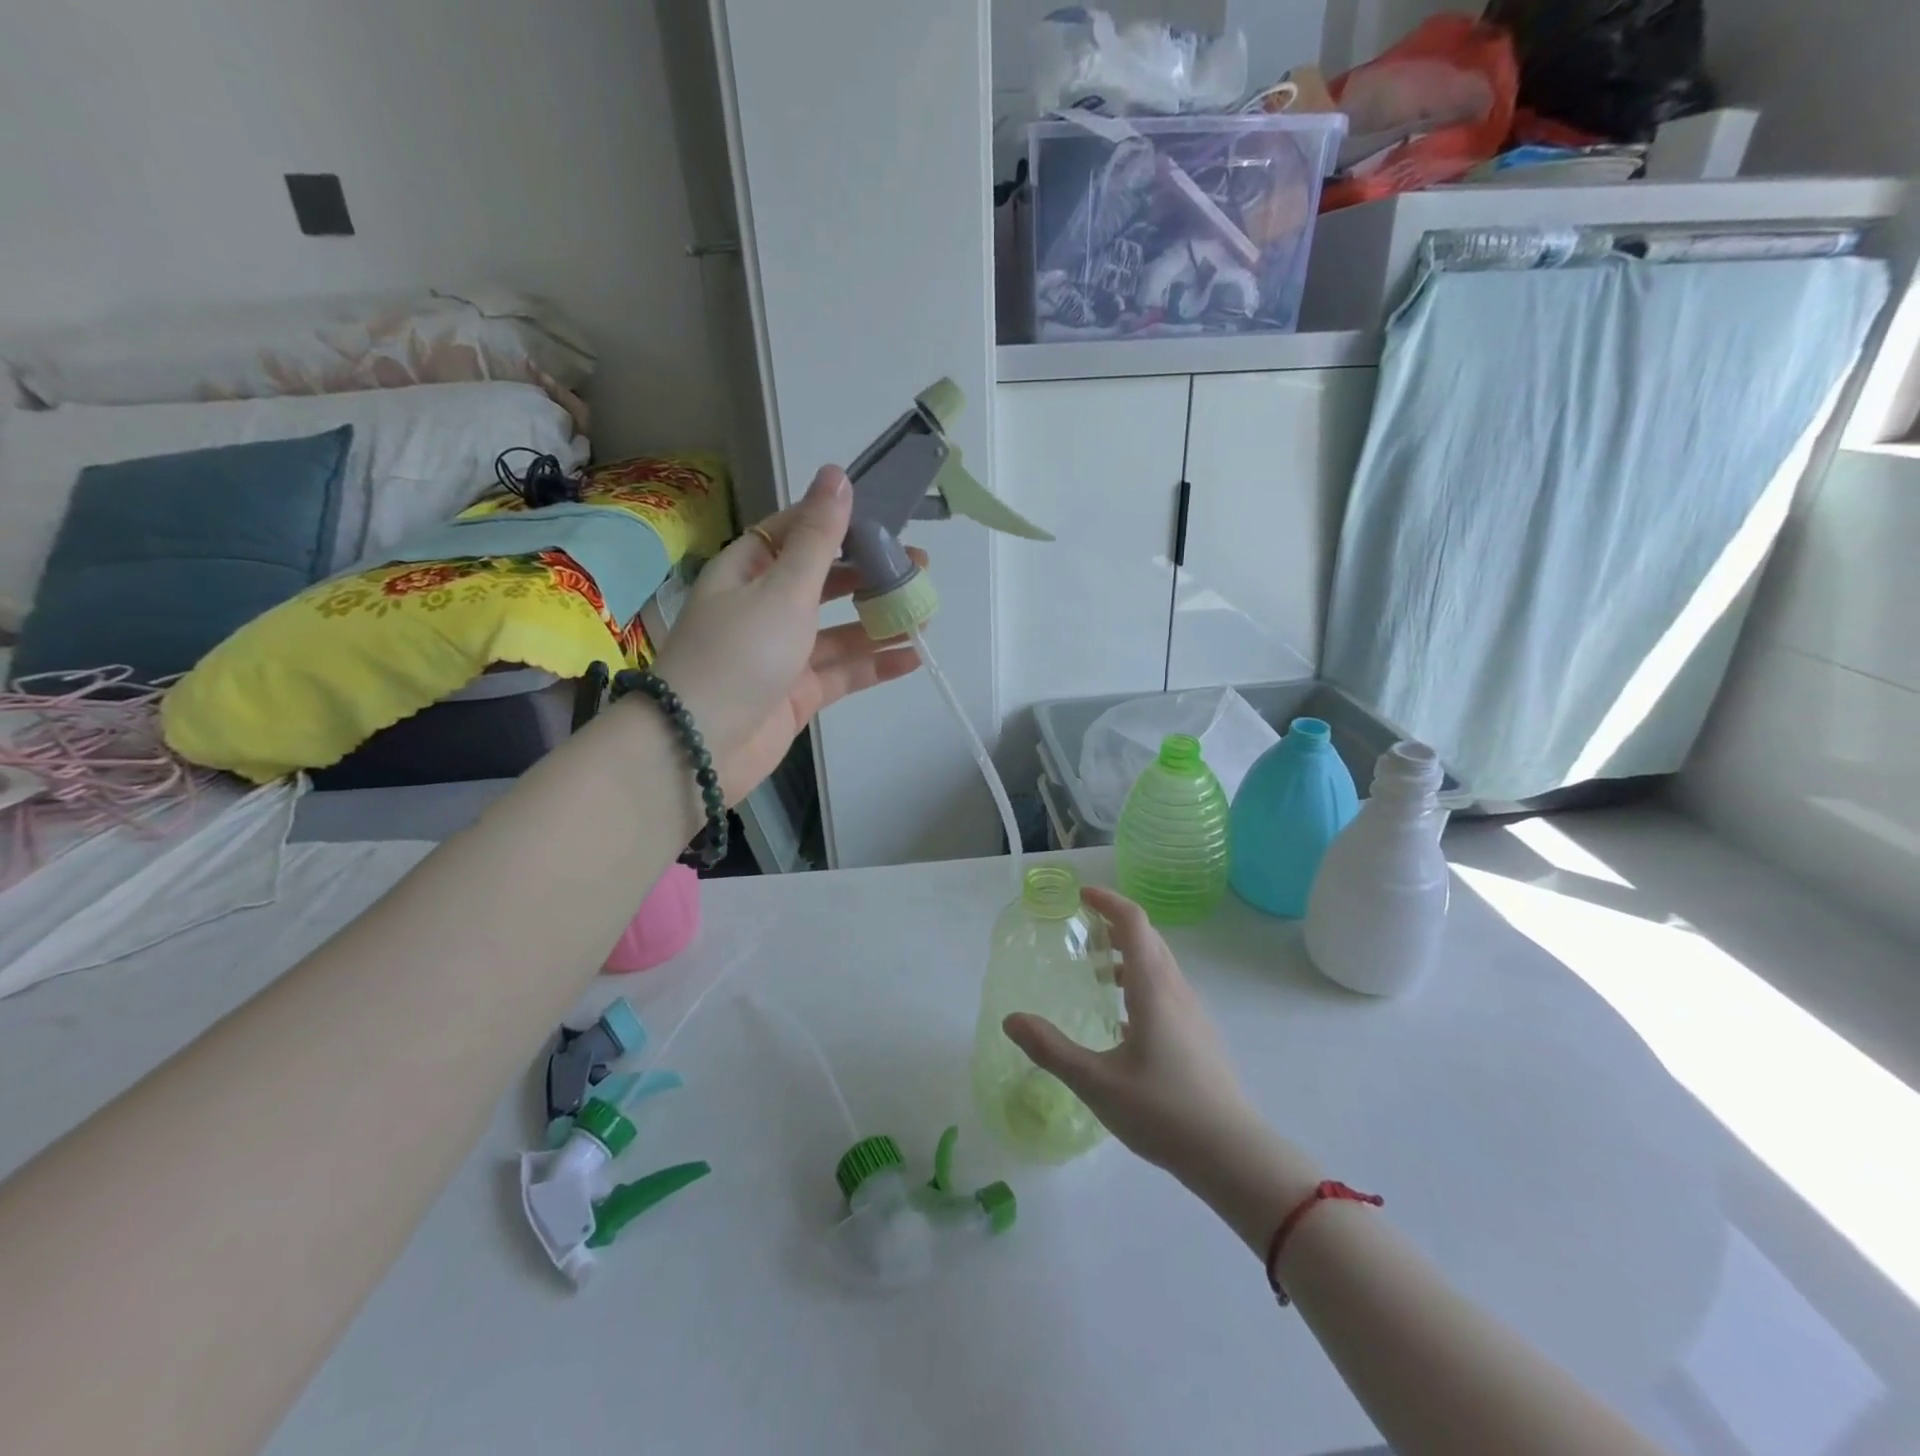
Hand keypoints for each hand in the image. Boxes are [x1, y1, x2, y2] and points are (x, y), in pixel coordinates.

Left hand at [651, 466, 923, 803]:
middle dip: (870, 575)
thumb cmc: (740, 653)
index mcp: (750, 569)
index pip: (797, 532)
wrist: (699, 746)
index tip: (887, 520)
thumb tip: (836, 474)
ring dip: (879, 621)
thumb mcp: (783, 588)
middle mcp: (765, 606)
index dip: (841, 523)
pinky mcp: (798, 693)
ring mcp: (783, 653)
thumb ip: (819, 538)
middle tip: (919, 570)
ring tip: (926, 613)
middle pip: (825, 582)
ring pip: (839, 630)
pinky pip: (843, 671)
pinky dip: (875, 664)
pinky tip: (913, 656)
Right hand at [1004, 886, 1267, 1179]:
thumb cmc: (1162, 1111)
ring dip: (1127, 955)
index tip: (1080, 896)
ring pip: (1159, 964)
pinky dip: (1140, 981)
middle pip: (1147, 938)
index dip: (1107, 901)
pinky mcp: (1199, 1034)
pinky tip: (1123, 1019)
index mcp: (1153, 987)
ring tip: (1095, 973)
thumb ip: (1051, 1049)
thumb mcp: (1096, 1082)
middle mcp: (1176, 989)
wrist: (1232, 1154)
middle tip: (1079, 932)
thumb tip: (1011, 1020)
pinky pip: (1167, 988)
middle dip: (1113, 925)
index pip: (1133, 922)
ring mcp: (1193, 1012)